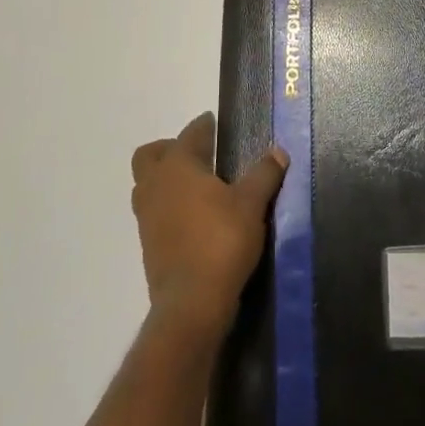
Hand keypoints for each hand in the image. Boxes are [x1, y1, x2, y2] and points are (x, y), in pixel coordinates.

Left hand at [131, 113, 286, 338]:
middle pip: (150, 155)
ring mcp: (147, 217)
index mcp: (178, 167)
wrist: (191, 303)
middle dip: (170, 148)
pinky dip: (168, 205)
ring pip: (148, 184)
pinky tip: (193, 216)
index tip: (213, 122)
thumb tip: (278, 152)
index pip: (189, 135)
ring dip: (166, 178)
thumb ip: (264, 174)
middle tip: (198, 153)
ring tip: (197, 185)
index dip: (203, 126)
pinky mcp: (148, 244)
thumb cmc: (221, 241)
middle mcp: (155, 186)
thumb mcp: (252, 204)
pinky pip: (154, 211)